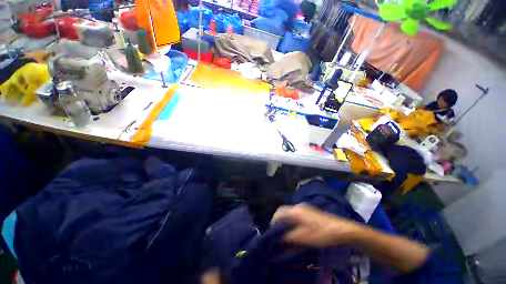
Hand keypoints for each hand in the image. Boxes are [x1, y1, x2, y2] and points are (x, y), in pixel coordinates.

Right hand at [272, 204, 364, 247]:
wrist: (340, 229)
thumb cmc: (320, 233)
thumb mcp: (303, 237)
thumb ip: (289, 236)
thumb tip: (278, 237)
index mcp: (295, 211)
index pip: (279, 212)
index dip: (274, 221)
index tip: (272, 231)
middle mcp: (298, 206)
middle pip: (284, 211)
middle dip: (279, 221)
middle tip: (278, 233)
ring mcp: (304, 208)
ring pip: (290, 213)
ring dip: (286, 221)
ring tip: (286, 232)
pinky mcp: (310, 211)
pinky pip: (296, 214)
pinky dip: (292, 221)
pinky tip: (296, 229)